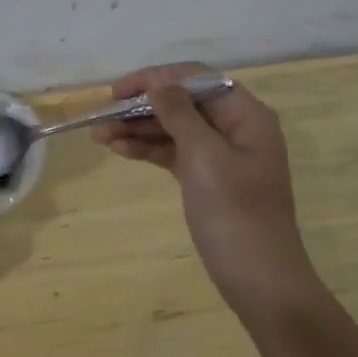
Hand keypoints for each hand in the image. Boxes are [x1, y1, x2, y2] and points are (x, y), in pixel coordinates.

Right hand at [94, 62, 321, 321]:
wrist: (258, 277)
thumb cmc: (234, 212)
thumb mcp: (205, 156)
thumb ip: (180, 114)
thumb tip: (159, 85)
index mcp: (246, 115)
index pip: (196, 78)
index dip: (157, 78)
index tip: (118, 91)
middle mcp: (235, 128)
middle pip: (183, 102)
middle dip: (142, 106)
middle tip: (102, 116)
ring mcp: (221, 155)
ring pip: (174, 128)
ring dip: (138, 128)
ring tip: (99, 136)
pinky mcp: (207, 179)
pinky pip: (174, 153)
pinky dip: (148, 149)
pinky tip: (119, 149)